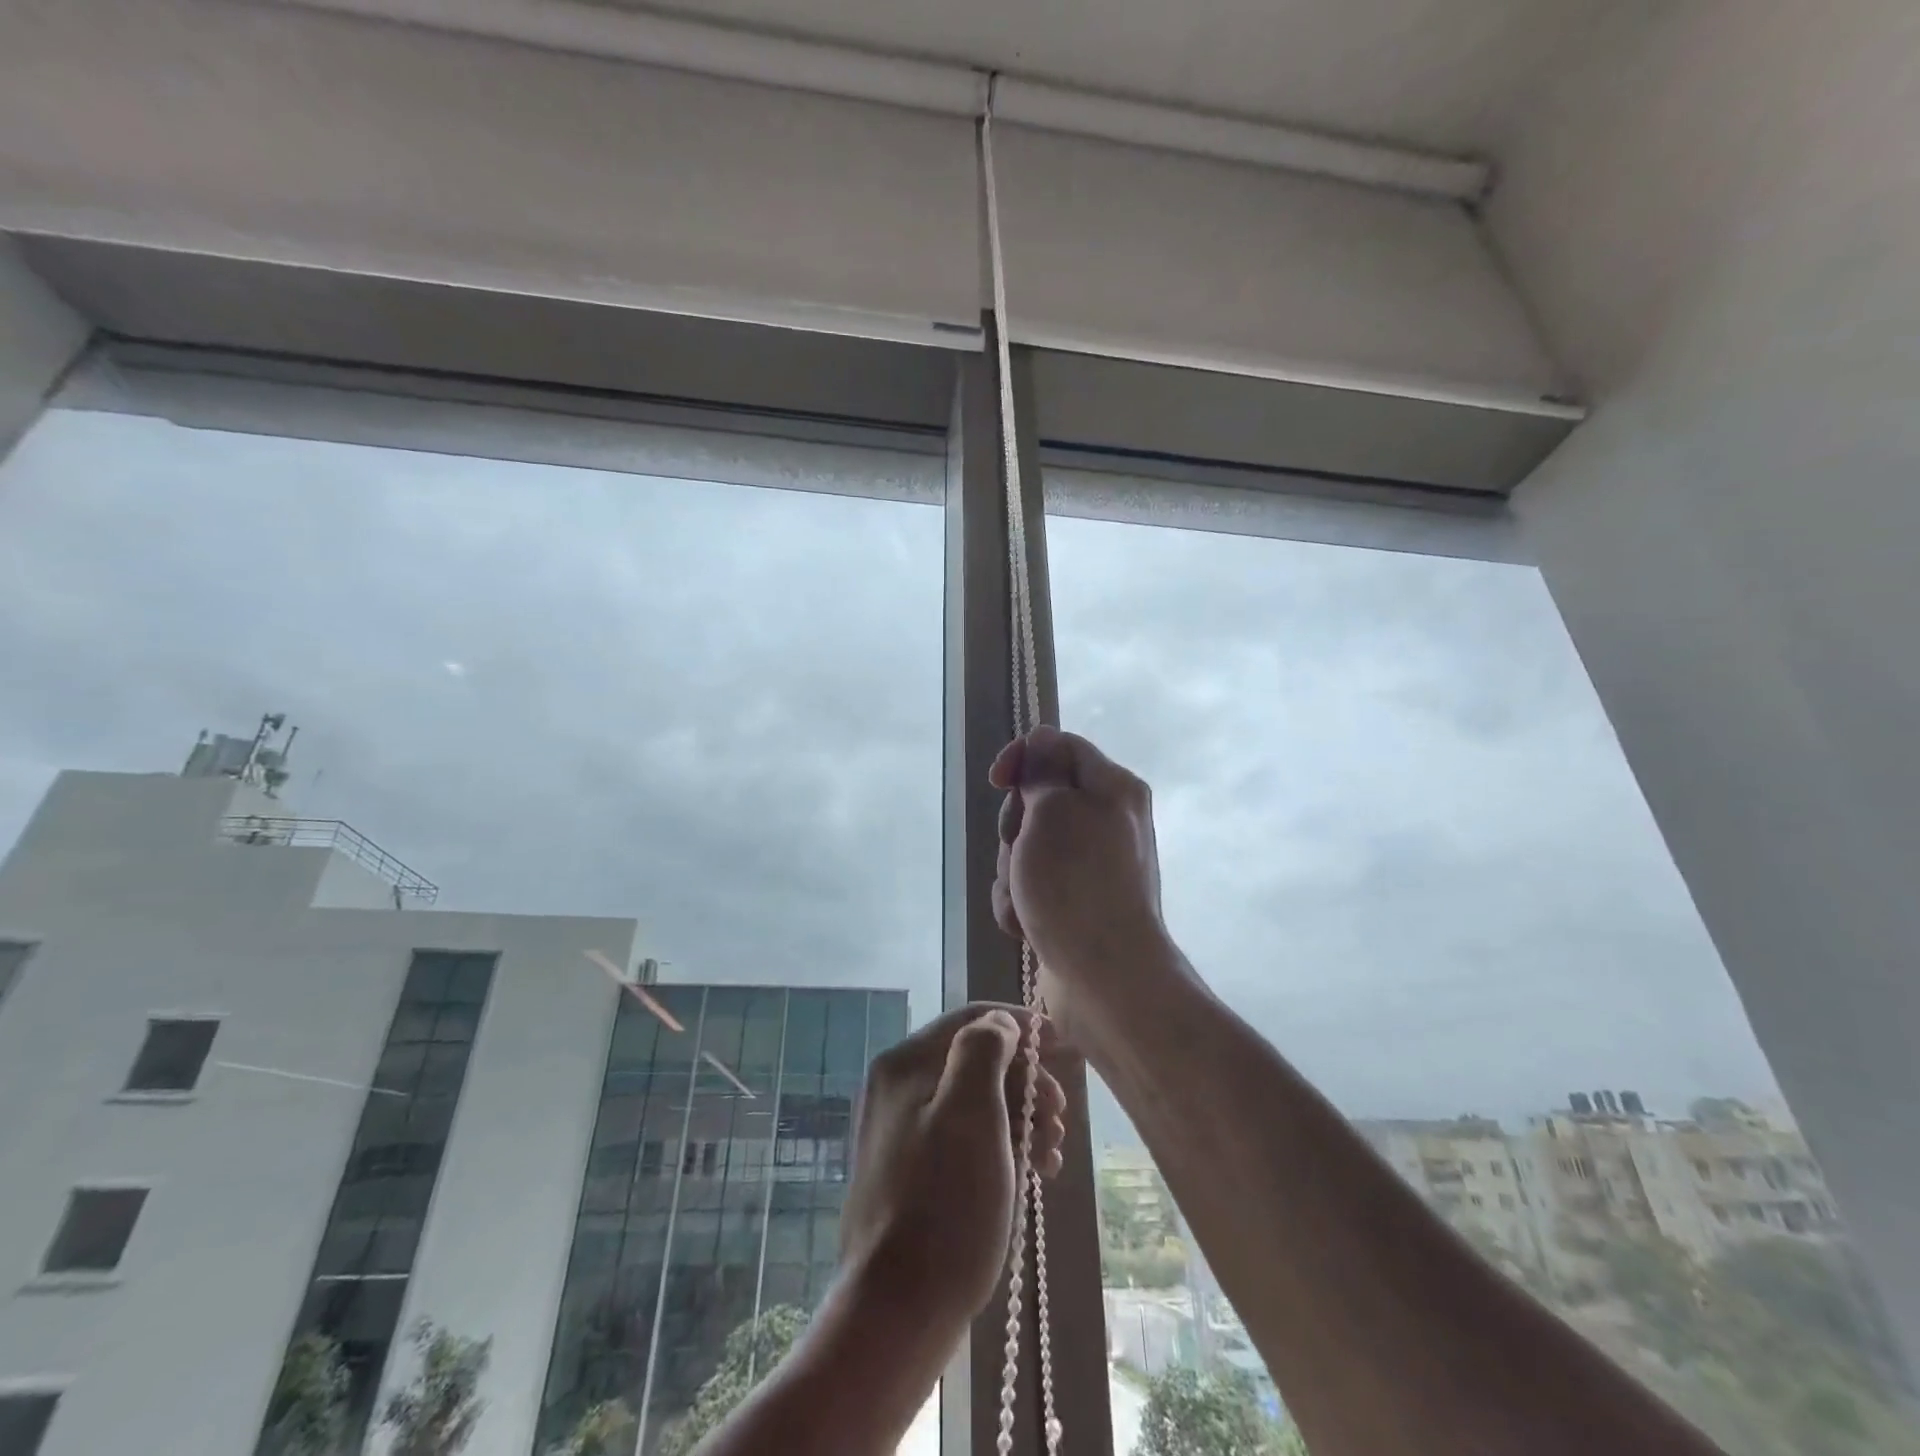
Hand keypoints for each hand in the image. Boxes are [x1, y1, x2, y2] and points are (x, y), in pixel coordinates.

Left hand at [840, 1003, 1068, 1334]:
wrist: (897, 1312)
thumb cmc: (944, 1204)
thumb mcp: (971, 1112)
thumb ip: (984, 1050)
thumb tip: (999, 1024)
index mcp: (905, 1063)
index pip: (970, 1019)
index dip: (1018, 1025)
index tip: (1060, 1044)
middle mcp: (898, 1087)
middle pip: (975, 1061)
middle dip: (1025, 1083)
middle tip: (1060, 1116)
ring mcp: (902, 1131)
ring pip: (976, 1102)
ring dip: (1021, 1118)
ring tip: (1052, 1155)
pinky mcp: (913, 1171)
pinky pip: (966, 1138)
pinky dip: (1002, 1146)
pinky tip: (1033, 1172)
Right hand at [991, 727, 1170, 1038]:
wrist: (1106, 978)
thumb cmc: (1076, 884)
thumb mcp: (1053, 811)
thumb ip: (1042, 771)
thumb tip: (1042, 738)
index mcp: (1112, 788)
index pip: (1059, 747)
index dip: (1023, 757)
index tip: (997, 782)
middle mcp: (1106, 821)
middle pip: (1038, 801)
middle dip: (1015, 829)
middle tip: (1021, 852)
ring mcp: (1090, 866)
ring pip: (1027, 848)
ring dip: (1013, 873)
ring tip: (1026, 901)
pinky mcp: (1074, 903)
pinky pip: (1032, 886)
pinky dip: (1022, 903)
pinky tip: (1027, 926)